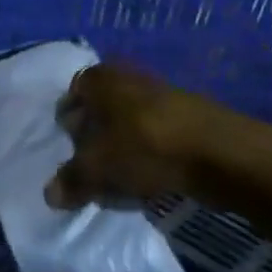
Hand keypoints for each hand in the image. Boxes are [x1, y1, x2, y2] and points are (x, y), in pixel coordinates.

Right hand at [47, 64, 271, 255]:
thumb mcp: (98, 169)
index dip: (68, 121)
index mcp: (99, 79)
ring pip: (128, 120)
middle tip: (91, 163)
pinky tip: (152, 175)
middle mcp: (127, 77)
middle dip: (94, 133)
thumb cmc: (146, 148)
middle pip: (100, 106)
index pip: (72, 94)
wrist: (222, 153)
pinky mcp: (188, 114)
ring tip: (122, 175)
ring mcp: (161, 92)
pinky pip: (156, 132)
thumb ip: (72, 180)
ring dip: (122, 144)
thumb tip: (50, 194)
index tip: (69, 149)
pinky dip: (149, 150)